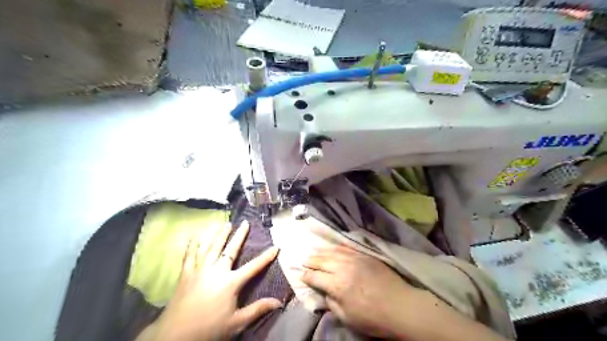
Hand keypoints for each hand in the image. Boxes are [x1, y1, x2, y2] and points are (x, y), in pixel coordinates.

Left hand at [141, 221, 283, 340]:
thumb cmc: (209, 328)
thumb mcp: (237, 322)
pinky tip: (195, 236)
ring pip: (211, 248)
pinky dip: (193, 245)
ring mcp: (200, 270)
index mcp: (231, 282)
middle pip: (230, 250)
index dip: (266, 257)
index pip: (253, 267)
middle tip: (245, 223)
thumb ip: (258, 309)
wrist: (176, 335)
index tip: (276, 246)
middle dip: (239, 235)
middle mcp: (216, 271)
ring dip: (219, 235)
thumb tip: (279, 302)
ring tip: (225, 223)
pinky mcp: (186, 274)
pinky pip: (189, 256)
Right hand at [301, 246, 414, 338]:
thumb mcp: (347, 317)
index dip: (306, 276)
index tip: (301, 275)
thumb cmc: (373, 317)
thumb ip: (331, 303)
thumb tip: (324, 292)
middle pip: (322, 261)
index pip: (315, 277)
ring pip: (333, 251)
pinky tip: (333, 247)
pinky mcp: (365, 255)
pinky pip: (347, 248)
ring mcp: (355, 259)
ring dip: (322, 252)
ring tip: (314, 252)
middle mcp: (343, 268)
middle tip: (304, 260)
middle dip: (311, 261)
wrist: (401, 306)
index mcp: (336, 285)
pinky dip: (337, 247)